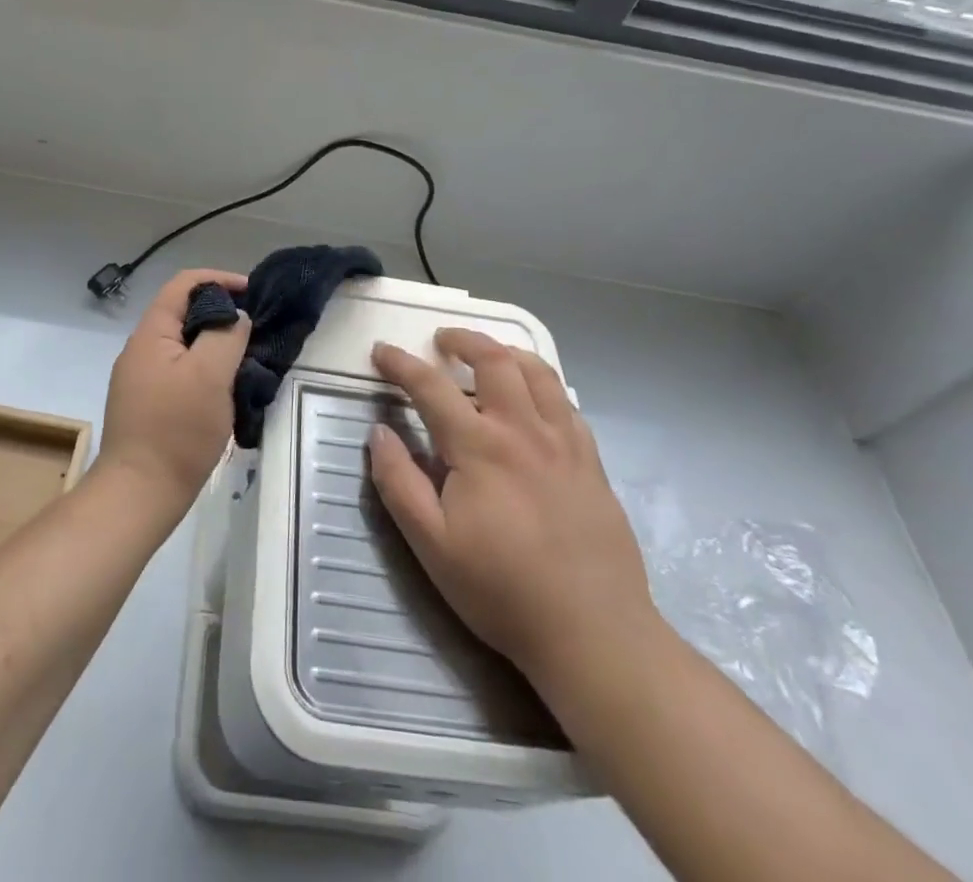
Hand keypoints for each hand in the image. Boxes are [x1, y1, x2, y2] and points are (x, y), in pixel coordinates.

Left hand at [96, 268, 249, 520]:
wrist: (139, 494)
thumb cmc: (176, 430)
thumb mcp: (210, 375)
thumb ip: (226, 336)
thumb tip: (236, 318)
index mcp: (150, 333)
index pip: (183, 284)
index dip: (219, 279)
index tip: (252, 292)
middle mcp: (140, 349)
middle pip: (183, 313)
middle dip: (220, 313)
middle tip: (254, 329)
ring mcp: (141, 379)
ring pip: (183, 345)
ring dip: (214, 344)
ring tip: (245, 358)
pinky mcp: (147, 405)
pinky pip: (180, 371)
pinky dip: (204, 369)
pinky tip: (224, 389)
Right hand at [368, 329, 656, 706]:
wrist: (594, 633)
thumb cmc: (502, 589)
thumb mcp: (431, 544)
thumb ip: (398, 482)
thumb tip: (378, 431)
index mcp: (479, 446)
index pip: (430, 386)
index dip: (401, 363)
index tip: (381, 351)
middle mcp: (523, 430)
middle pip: (494, 359)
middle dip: (463, 339)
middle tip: (441, 340)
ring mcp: (564, 443)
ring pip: (538, 372)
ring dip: (506, 352)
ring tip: (487, 355)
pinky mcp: (591, 462)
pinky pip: (566, 403)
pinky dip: (542, 385)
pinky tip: (532, 401)